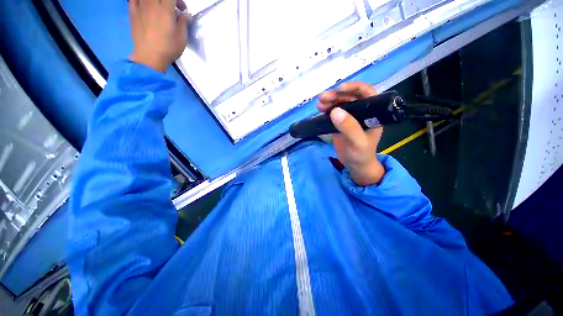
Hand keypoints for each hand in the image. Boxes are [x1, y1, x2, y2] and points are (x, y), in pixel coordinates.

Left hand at [129, 0, 188, 72]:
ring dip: (155, 1)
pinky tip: (145, 5)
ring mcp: (140, 6)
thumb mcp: (182, 37)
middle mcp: (151, 3)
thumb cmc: (168, 48)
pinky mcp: (132, 12)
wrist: (149, 57)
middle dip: (168, 0)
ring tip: (158, 7)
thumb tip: (185, 14)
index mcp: (165, 9)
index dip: (179, 1)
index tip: (182, 9)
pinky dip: (140, 0)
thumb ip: (184, 22)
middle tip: (172, 8)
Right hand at [317, 82, 384, 185]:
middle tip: (322, 98)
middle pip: (349, 97)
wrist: (355, 165)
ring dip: (329, 101)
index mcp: (372, 113)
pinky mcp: (340, 123)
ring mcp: (349, 117)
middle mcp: (361, 112)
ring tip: (319, 104)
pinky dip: (326, 109)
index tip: (339, 89)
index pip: (366, 93)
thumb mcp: (358, 142)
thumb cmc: (361, 154)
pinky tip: (320, 109)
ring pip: (339, 103)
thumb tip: (335, 111)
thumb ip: (349, 127)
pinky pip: (333, 112)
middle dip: (336, 95)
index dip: (354, 87)